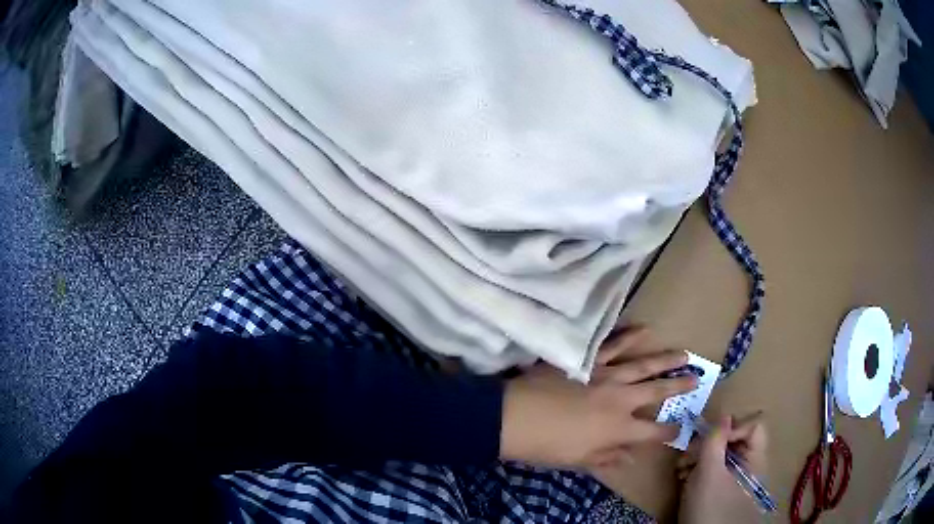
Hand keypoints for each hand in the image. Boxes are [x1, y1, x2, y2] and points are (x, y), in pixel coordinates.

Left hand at [500, 328, 696, 468]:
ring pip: (643, 364)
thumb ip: (606, 459)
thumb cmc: (546, 446)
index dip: (669, 431)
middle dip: (680, 385)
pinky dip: (629, 335)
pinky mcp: (588, 360)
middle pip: (657, 390)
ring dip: (665, 359)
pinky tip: (644, 328)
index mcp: (618, 428)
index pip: (653, 431)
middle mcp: (620, 399)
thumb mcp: (578, 460)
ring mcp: (606, 375)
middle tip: (697, 378)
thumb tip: (629, 460)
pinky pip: (612, 344)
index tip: (680, 428)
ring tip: (684, 353)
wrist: (514, 417)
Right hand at [677, 413, 767, 523]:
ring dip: (699, 456)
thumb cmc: (710, 507)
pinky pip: (713, 469)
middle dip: (709, 443)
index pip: (754, 427)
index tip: (710, 438)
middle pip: (735, 439)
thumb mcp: (709, 473)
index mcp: (754, 460)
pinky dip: (698, 468)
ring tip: (682, 466)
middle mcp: (748, 466)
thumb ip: (715, 442)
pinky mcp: (720, 489)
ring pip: (721, 454)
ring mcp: (734, 479)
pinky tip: (683, 476)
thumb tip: (724, 415)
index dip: (733, 427)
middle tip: (688, 452)